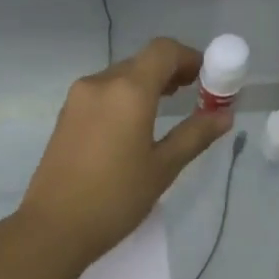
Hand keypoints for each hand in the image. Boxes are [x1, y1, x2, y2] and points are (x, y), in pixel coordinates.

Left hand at [18, 38, 231, 270]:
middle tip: (193, 97)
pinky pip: (101, 95)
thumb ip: (195, 135)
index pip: (164, 51)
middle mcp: (100, 84)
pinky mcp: (65, 117)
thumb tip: (224, 115)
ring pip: (119, 78)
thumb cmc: (115, 198)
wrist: (54, 227)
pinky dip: (123, 100)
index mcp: (128, 91)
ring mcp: (77, 99)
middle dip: (170, 72)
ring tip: (165, 112)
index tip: (207, 78)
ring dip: (145, 86)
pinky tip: (133, 128)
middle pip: (141, 62)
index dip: (190, 57)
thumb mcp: (163, 168)